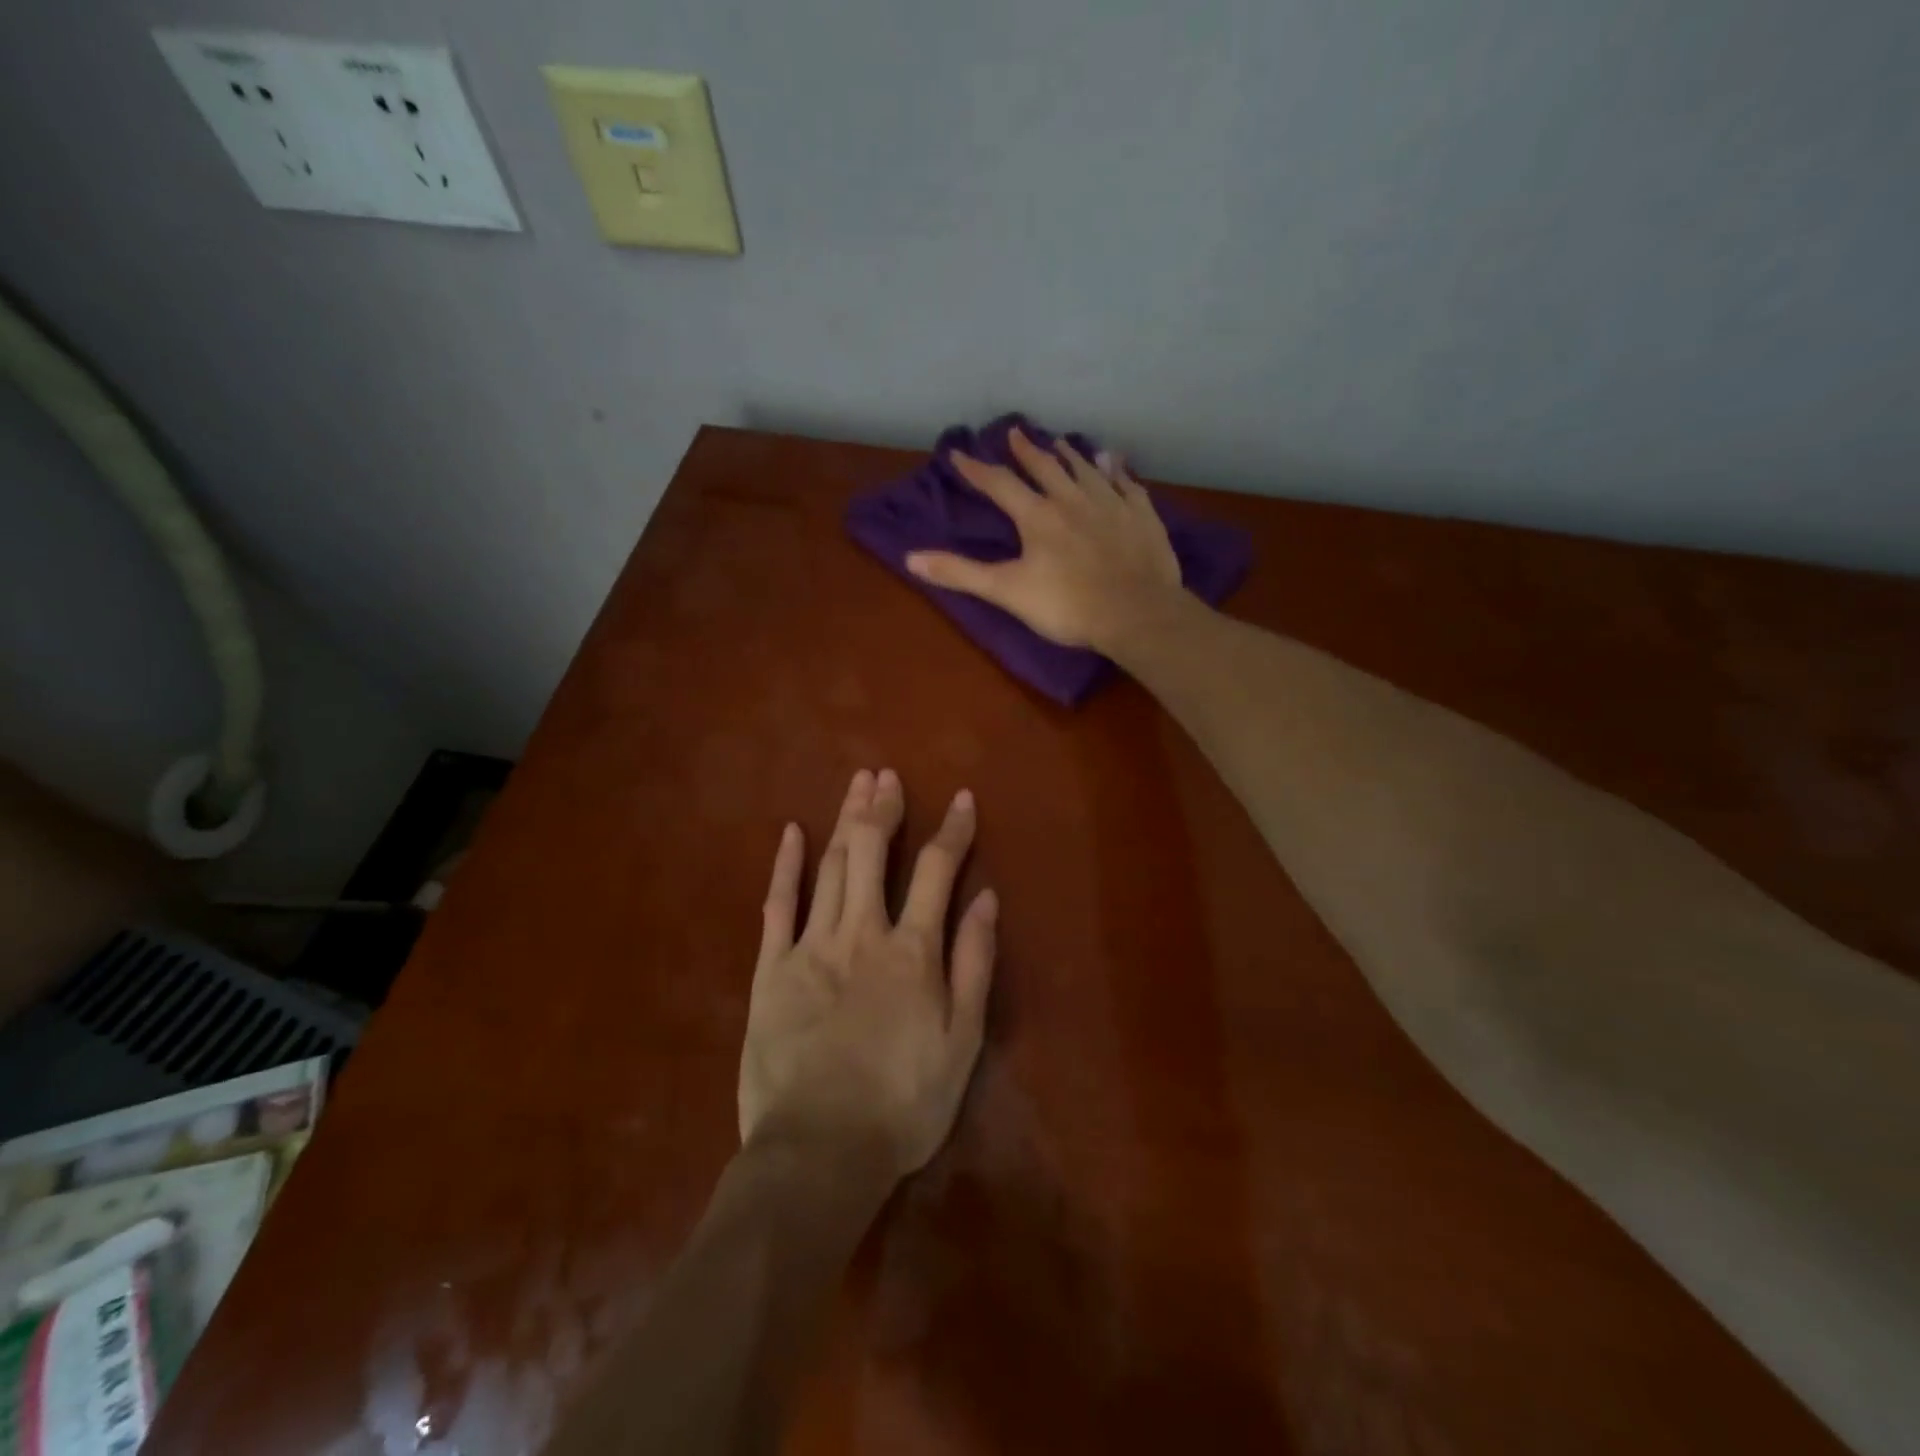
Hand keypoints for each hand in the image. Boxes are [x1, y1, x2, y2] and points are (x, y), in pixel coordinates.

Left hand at [741, 769, 996, 1178]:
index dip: (953, 830)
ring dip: (845, 820)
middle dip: (883, 807)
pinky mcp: (771, 968)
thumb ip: (974, 965)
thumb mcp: (961, 1042)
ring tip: (856, 784)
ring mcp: (811, 946)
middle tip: (887, 775)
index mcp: (912, 950)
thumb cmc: (902, 1103)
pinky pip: (778, 905)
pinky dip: (787, 865)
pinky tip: (793, 832)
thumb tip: (986, 899)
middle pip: (872, 851)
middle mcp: (862, 932)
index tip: (961, 798)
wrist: (819, 1152)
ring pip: (831, 867)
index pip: (938, 870)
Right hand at [905, 427, 1185, 653]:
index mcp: (1038, 516)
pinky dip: (1116, 471)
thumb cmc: (1068, 605)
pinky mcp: (1141, 516)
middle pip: (1045, 467)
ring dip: (1069, 454)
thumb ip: (960, 573)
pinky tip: (1114, 462)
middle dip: (1026, 450)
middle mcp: (1072, 499)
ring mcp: (1111, 504)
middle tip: (1016, 432)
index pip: (1000, 484)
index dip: (977, 469)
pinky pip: (1127, 484)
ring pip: (1086, 470)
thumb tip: (911, 558)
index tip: (959, 453)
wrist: (1136, 613)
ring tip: (1060, 442)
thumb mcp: (1006, 591)